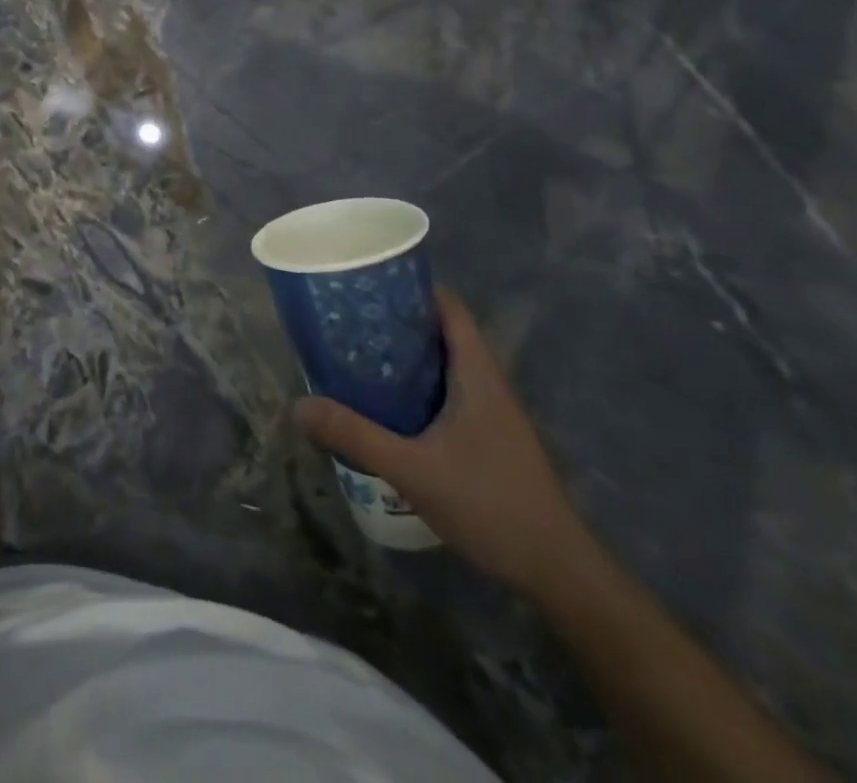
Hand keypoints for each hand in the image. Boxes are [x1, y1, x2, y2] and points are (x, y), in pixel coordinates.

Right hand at [294, 287, 591, 598]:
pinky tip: (387, 406)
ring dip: (405, 357)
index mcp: (477, 373)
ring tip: (357, 356)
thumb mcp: (412, 469)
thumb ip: (355, 435)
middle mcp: (487, 383)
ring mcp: (492, 413)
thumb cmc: (490, 505)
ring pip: (443, 365)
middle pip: (441, 332)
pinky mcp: (489, 439)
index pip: (448, 307)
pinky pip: (447, 394)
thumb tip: (298, 405)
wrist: (558, 573)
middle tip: (348, 321)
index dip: (411, 287)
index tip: (367, 284)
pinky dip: (416, 387)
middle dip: (396, 322)